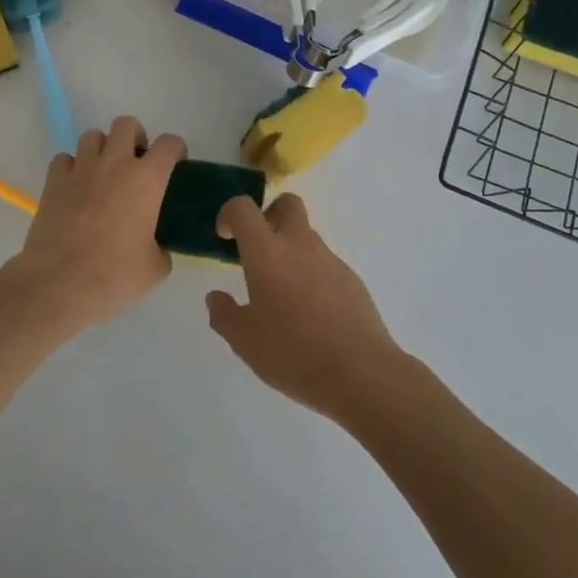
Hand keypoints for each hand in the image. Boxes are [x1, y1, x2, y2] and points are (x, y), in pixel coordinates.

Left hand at [2, 116, 186, 329]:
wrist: (60, 283)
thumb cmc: (115, 275)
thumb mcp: (155, 268)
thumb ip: (161, 248)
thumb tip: (156, 247)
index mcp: (147, 179)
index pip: (170, 143)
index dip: (176, 151)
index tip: (175, 166)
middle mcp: (115, 163)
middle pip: (126, 124)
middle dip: (135, 137)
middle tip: (136, 164)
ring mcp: (81, 169)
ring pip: (92, 135)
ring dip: (102, 149)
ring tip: (103, 174)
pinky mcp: (53, 181)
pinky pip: (64, 159)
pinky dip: (72, 168)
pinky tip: (75, 188)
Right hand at [205, 194, 403, 424]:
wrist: (361, 373)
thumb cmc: (293, 353)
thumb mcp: (244, 342)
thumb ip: (224, 315)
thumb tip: (216, 297)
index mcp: (267, 252)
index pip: (244, 208)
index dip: (229, 214)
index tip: (225, 237)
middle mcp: (300, 245)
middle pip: (287, 204)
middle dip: (269, 215)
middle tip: (258, 249)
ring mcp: (331, 260)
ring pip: (307, 236)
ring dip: (291, 251)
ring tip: (283, 296)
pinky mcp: (352, 280)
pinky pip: (325, 265)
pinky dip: (312, 276)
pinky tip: (311, 315)